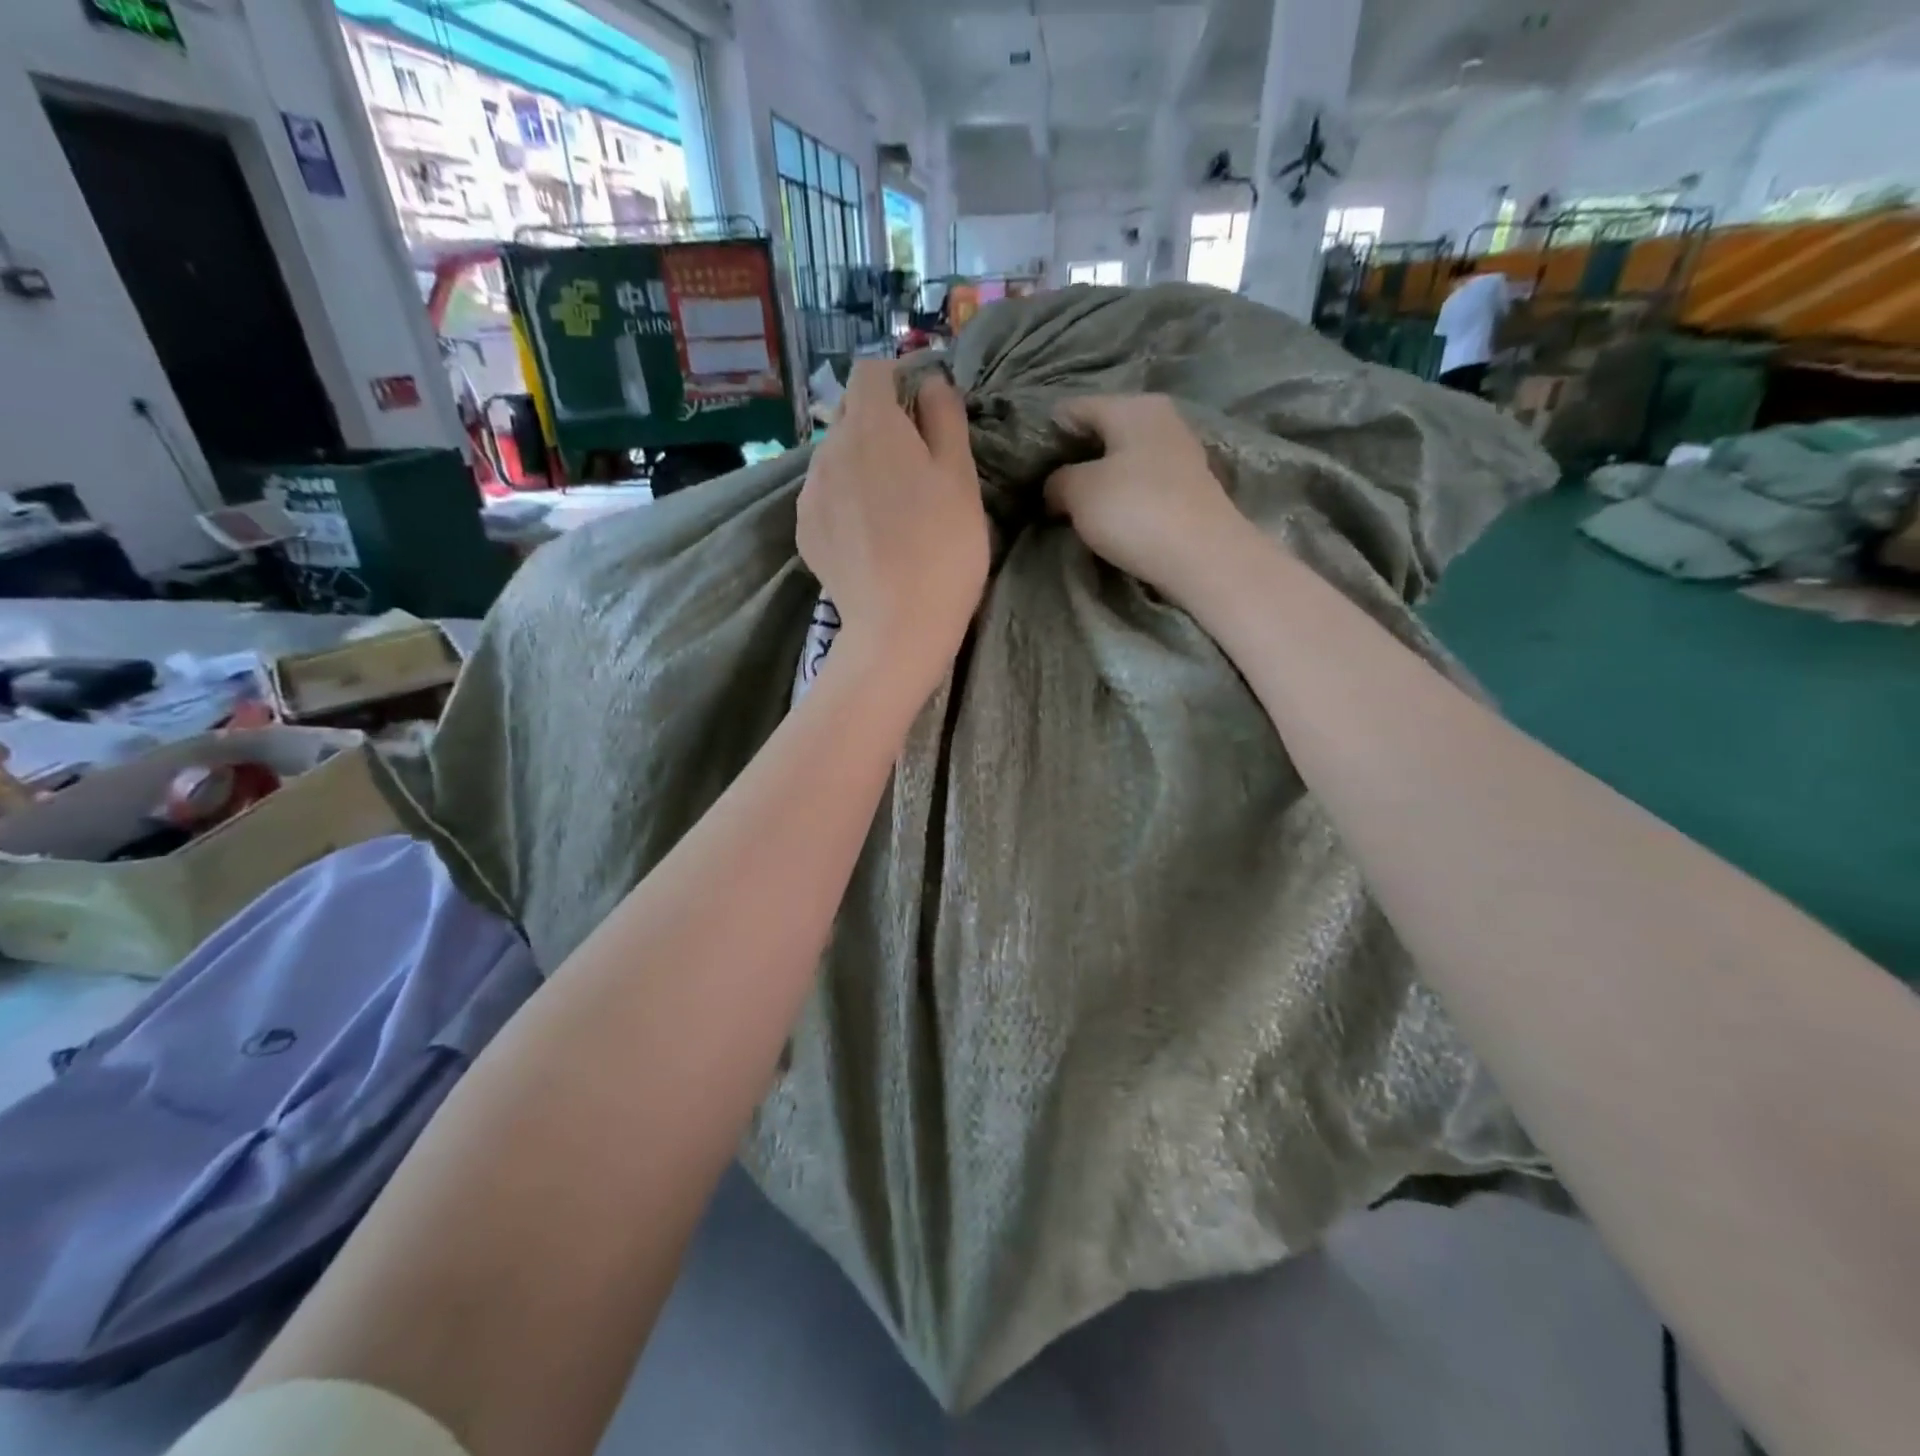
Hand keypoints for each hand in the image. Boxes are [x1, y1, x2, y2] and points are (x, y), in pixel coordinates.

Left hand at [798, 362, 988, 694]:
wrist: (898, 625)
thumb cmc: (944, 547)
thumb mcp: (962, 477)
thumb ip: (944, 417)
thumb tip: (929, 383)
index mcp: (872, 425)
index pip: (871, 370)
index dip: (897, 380)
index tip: (920, 411)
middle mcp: (830, 447)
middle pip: (852, 416)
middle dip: (880, 427)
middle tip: (914, 471)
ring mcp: (810, 491)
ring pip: (836, 458)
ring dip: (860, 466)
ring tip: (890, 511)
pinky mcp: (804, 529)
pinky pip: (825, 496)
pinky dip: (844, 502)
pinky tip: (868, 537)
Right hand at [1045, 394, 1253, 600]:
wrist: (1204, 557)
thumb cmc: (1136, 511)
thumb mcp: (1079, 492)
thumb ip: (1057, 480)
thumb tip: (1056, 486)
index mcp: (1132, 406)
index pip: (1072, 409)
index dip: (1044, 435)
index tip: (1025, 467)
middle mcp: (1160, 419)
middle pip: (1101, 432)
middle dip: (1073, 458)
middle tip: (1045, 489)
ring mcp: (1180, 453)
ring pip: (1123, 459)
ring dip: (1098, 480)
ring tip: (1072, 507)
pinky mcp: (1189, 488)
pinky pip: (1142, 483)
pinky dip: (1123, 496)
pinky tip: (1109, 517)